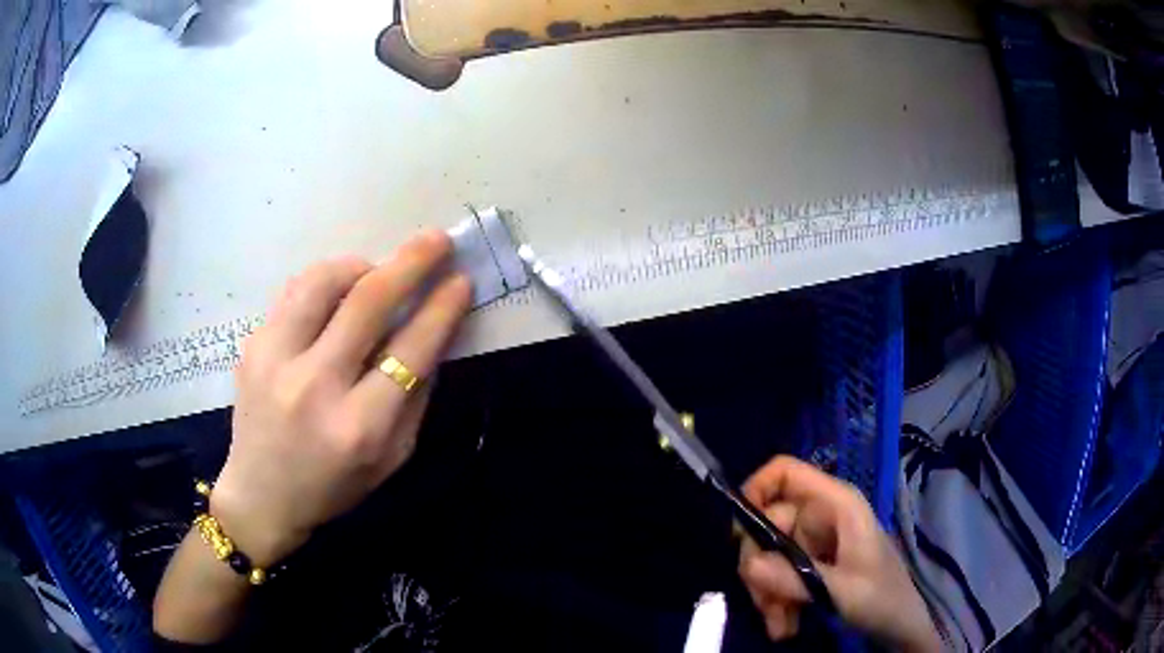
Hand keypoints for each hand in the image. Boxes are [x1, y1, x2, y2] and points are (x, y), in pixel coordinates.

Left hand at [212, 229, 471, 565]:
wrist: (261, 496)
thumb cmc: (333, 486)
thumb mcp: (392, 458)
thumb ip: (415, 397)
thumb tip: (433, 333)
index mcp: (359, 427)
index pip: (411, 349)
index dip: (442, 308)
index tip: (461, 280)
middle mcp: (314, 387)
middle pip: (368, 302)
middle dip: (411, 262)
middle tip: (436, 239)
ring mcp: (275, 361)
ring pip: (323, 281)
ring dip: (360, 266)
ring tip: (375, 273)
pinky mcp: (252, 346)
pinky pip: (294, 292)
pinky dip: (324, 283)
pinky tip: (335, 295)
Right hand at [737, 456, 939, 652]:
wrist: (901, 625)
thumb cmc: (882, 598)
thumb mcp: (840, 591)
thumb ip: (795, 579)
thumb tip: (748, 565)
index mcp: (836, 504)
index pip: (785, 473)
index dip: (755, 492)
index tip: (738, 535)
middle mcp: (822, 516)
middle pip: (768, 524)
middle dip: (760, 567)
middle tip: (764, 603)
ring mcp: (815, 541)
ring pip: (769, 556)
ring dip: (767, 593)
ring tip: (780, 625)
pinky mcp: (811, 565)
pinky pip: (778, 575)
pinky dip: (775, 601)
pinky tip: (785, 626)